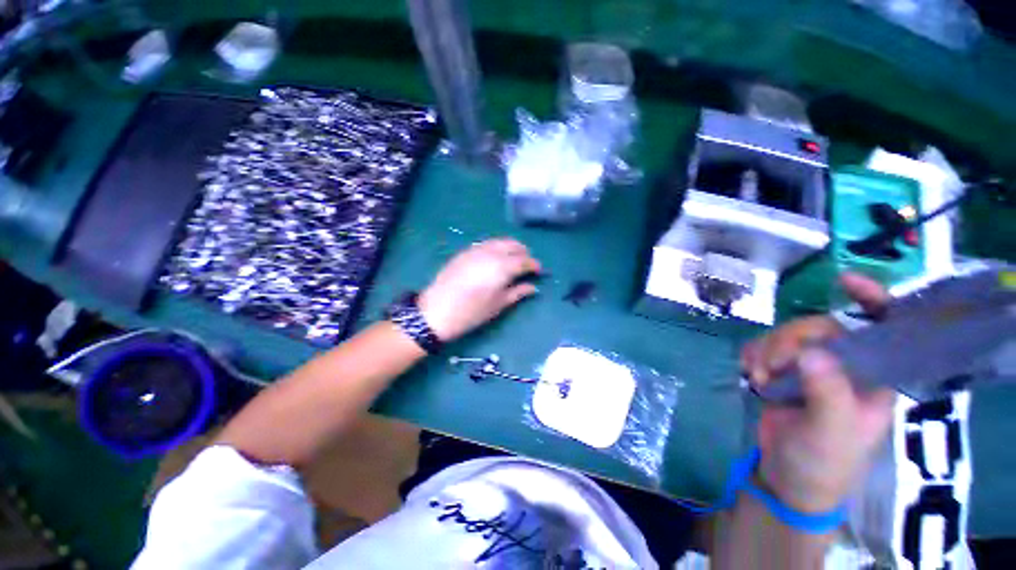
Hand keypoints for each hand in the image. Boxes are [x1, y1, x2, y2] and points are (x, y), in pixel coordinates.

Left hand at [418, 239, 540, 341]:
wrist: (436, 311)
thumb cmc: (471, 312)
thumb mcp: (498, 305)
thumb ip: (517, 292)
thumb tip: (533, 287)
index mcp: (502, 267)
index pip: (524, 260)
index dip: (534, 265)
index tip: (539, 271)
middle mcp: (491, 252)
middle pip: (513, 245)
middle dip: (523, 253)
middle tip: (526, 265)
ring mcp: (476, 249)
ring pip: (499, 241)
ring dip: (510, 247)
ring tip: (512, 260)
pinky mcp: (464, 252)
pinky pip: (486, 244)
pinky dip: (496, 247)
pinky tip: (494, 259)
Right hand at [740, 273, 895, 513]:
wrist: (788, 480)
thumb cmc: (824, 463)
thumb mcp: (831, 434)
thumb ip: (828, 394)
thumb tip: (811, 354)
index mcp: (874, 378)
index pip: (885, 329)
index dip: (873, 299)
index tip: (845, 281)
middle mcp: (845, 366)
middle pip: (820, 327)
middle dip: (791, 341)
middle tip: (773, 368)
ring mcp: (811, 368)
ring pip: (788, 335)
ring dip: (768, 350)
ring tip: (761, 379)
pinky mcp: (782, 372)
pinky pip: (764, 346)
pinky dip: (753, 356)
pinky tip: (752, 374)